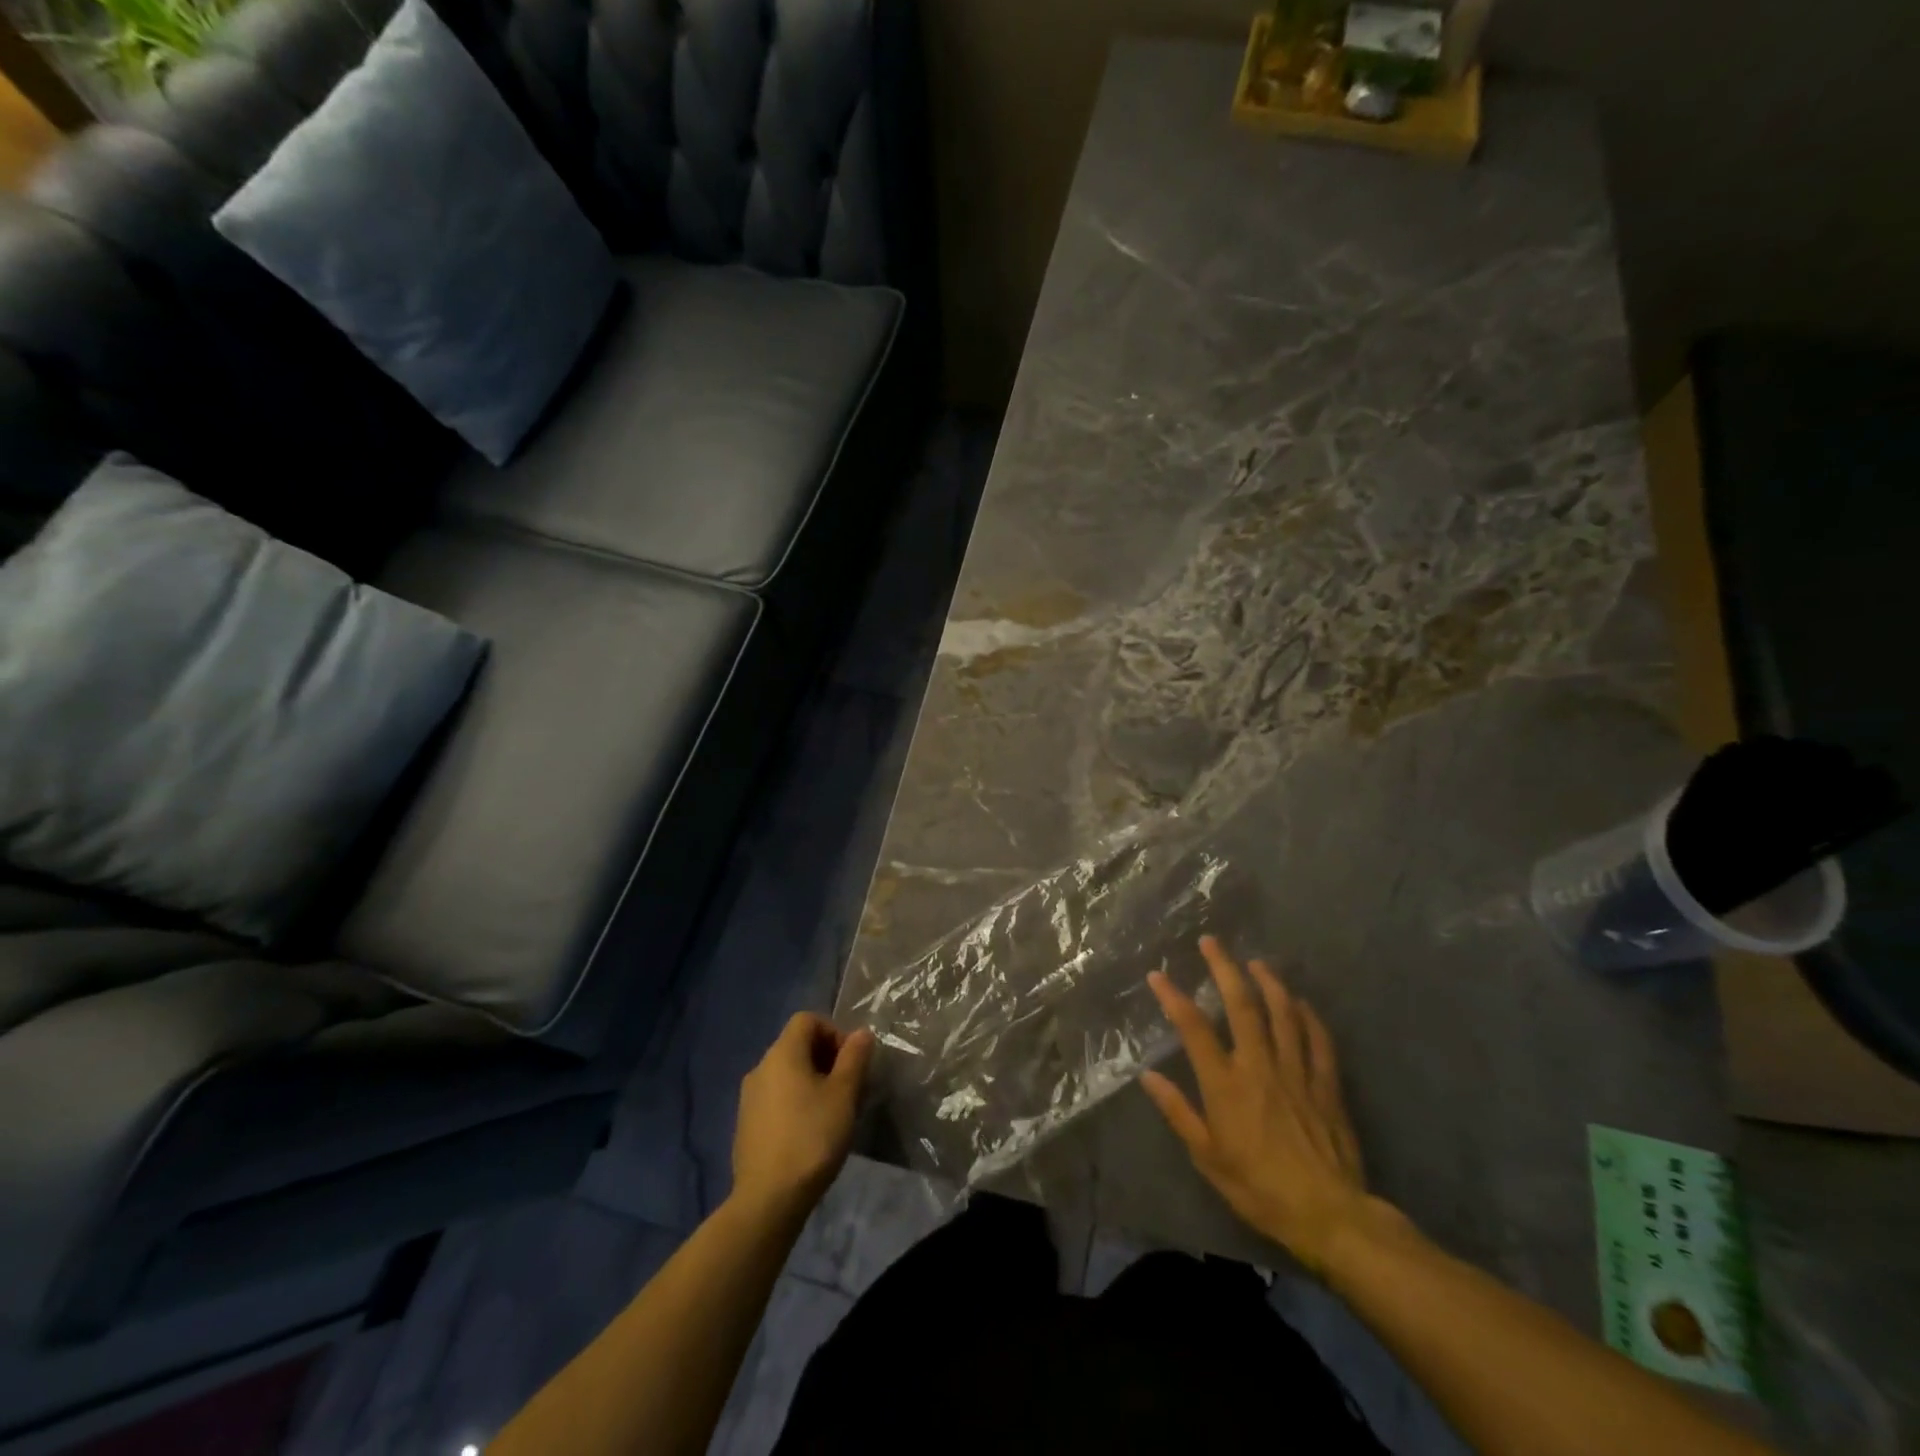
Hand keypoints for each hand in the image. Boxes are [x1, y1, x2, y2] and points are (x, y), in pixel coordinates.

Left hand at [732, 1014, 873, 1216]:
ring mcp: (749, 1098)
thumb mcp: (844, 1095)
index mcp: (782, 1054)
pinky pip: (776, 1098)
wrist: (768, 1199)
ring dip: (812, 1081)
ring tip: (833, 1112)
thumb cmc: (812, 1137)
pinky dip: (795, 1102)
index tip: (851, 1061)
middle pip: (797, 1045)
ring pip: (787, 1074)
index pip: (807, 1020)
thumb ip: (854, 1058)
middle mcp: (760, 1068)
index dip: (834, 1031)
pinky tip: (810, 1133)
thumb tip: (861, 1033)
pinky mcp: (746, 1125)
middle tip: (849, 1088)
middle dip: (827, 1058)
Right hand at [1141, 936, 1375, 1274]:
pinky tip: (1301, 1003)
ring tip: (1256, 962)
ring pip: (1283, 1014)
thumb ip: (1179, 1112)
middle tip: (1212, 943)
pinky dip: (1309, 1017)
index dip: (1174, 998)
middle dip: (1224, 969)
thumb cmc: (1259, 1188)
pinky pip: (1319, 1041)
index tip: (1158, 976)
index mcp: (1226, 1085)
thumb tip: (1148, 1076)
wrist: (1328, 1216)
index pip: (1194, 1029)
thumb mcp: (1208, 1158)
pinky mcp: (1326, 1085)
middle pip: (1242, 1006)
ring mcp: (1297, 1073)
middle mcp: (1260, 1067)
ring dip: (1268, 982)